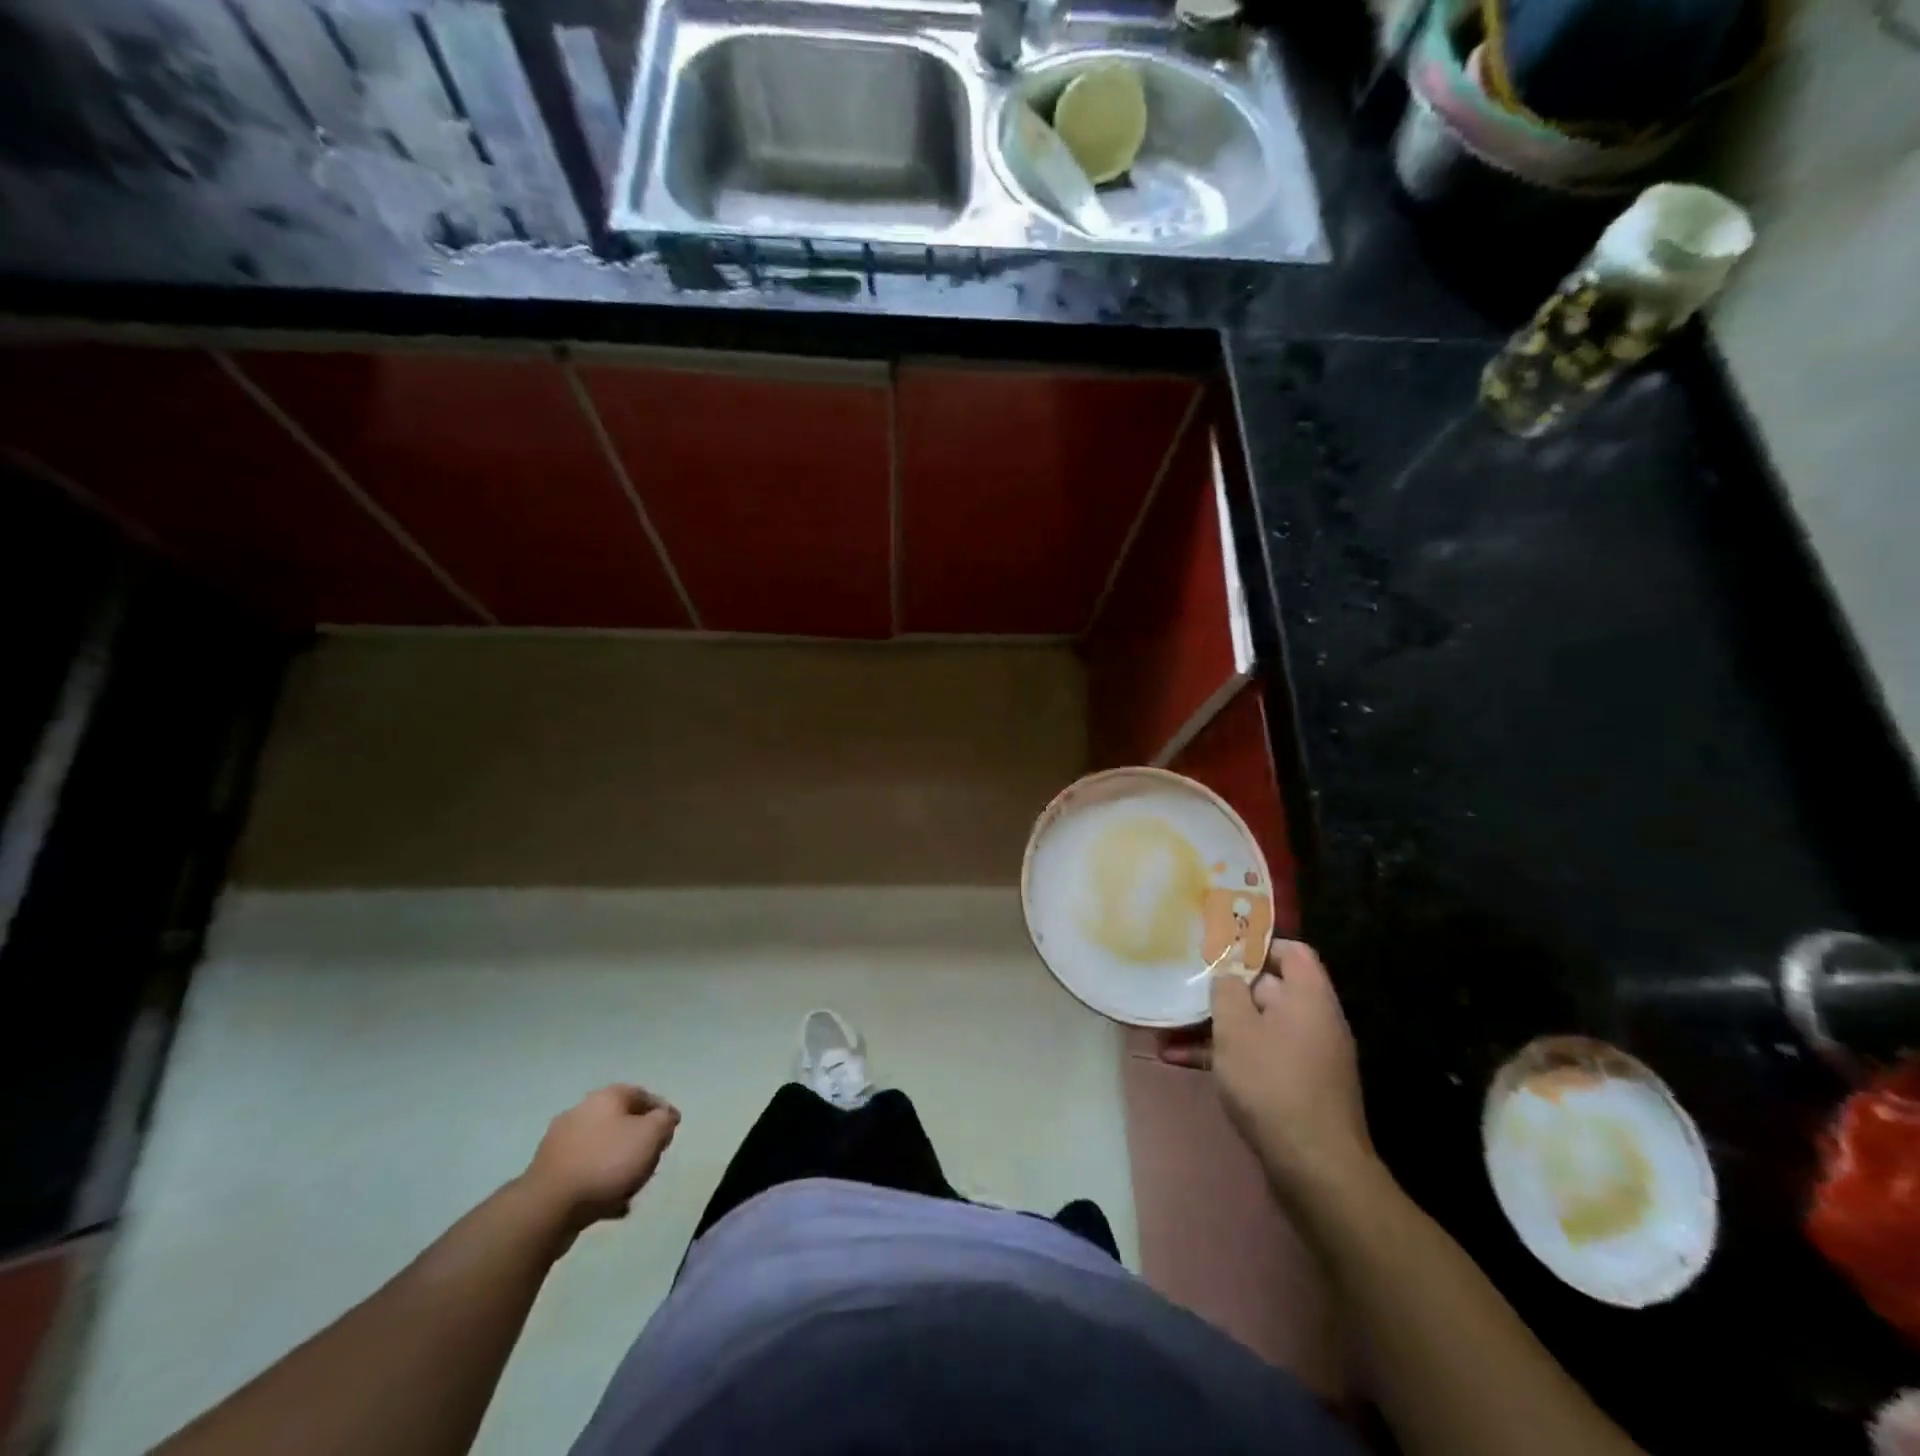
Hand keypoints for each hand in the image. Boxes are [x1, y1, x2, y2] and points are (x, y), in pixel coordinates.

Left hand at [522, 1085, 679, 1232]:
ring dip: (620, 1167)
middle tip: (653, 1160)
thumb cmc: (606, 1162)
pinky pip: (585, 1174)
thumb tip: (664, 1117)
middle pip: (622, 1122)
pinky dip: (601, 1185)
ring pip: (603, 1150)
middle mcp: (582, 1113)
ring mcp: (561, 1144)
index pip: (642, 1094)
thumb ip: (664, 1121)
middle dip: (640, 1142)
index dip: (662, 1111)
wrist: (547, 1207)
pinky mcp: (549, 1174)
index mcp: (606, 1098)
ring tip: (632, 1189)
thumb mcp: (650, 1136)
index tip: (673, 1130)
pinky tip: (612, 1206)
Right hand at [1160, 941, 1372, 1192]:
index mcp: (1309, 997)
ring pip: (1258, 1027)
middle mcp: (1315, 1022)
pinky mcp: (1298, 1089)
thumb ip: (1227, 991)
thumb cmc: (1272, 1083)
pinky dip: (1229, 1056)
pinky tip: (1185, 1063)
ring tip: (1172, 1029)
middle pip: (1270, 989)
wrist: (1316, 1169)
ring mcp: (1309, 1058)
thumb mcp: (1236, 1028)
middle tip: (1186, 989)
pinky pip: (1260, 1058)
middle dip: (1226, 990)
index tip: (1219, 951)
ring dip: (1218, 1027)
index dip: (1256, 945)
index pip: (1291, 951)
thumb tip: (1228, 976)